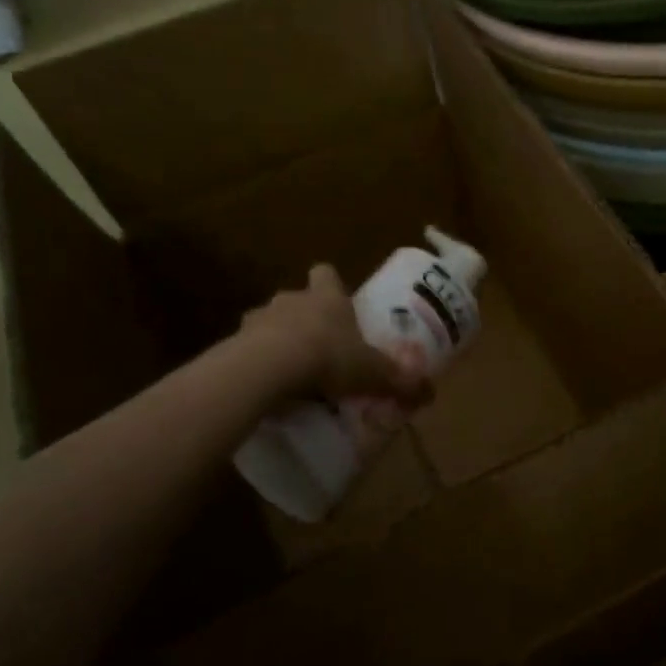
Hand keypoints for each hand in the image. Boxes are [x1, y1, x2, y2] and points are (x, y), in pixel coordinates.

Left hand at [241, 266, 431, 406]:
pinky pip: (247, 349)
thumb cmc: (328, 356)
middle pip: (297, 298)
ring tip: (290, 370)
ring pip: (269, 322)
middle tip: (319, 346)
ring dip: (277, 339)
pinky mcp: (234, 342)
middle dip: (306, 318)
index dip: (331, 285)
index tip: (338, 303)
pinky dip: (256, 363)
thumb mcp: (372, 372)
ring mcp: (258, 318)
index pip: (326, 274)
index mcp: (327, 297)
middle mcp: (291, 299)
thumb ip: (399, 380)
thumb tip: (430, 392)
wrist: (269, 367)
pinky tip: (267, 386)